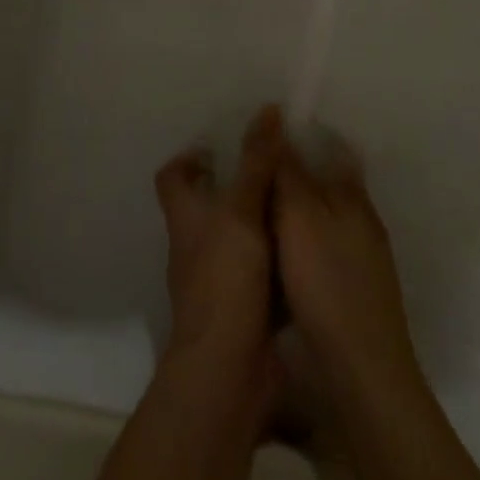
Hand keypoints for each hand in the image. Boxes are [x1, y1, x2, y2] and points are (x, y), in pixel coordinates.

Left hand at [154, 105, 282, 373]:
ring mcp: (218, 280)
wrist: (228, 370)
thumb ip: (257, 161)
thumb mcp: (243, 210)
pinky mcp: (243, 308)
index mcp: (187, 218)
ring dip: (261, 222)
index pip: (172, 177)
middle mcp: (196, 245)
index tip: (220, 146)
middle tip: (274, 168)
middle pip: (207, 206)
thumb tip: (268, 109)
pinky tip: (307, 247)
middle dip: (237, 186)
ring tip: (298, 201)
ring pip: (237, 238)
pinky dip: (278, 259)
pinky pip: (261, 272)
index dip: (189, 158)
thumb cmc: (226, 279)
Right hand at [273, 130, 424, 403]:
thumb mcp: (299, 218)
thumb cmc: (327, 283)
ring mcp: (361, 258)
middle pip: (327, 183)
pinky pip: (320, 249)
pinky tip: (275, 253)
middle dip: (296, 174)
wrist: (361, 370)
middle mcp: (362, 219)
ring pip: (324, 218)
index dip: (304, 136)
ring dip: (296, 210)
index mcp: (352, 196)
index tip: (270, 133)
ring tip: (256, 208)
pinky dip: (299, 243)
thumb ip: (289, 172)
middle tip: (254, 170)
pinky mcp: (352, 290)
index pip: (333, 149)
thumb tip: (279, 122)